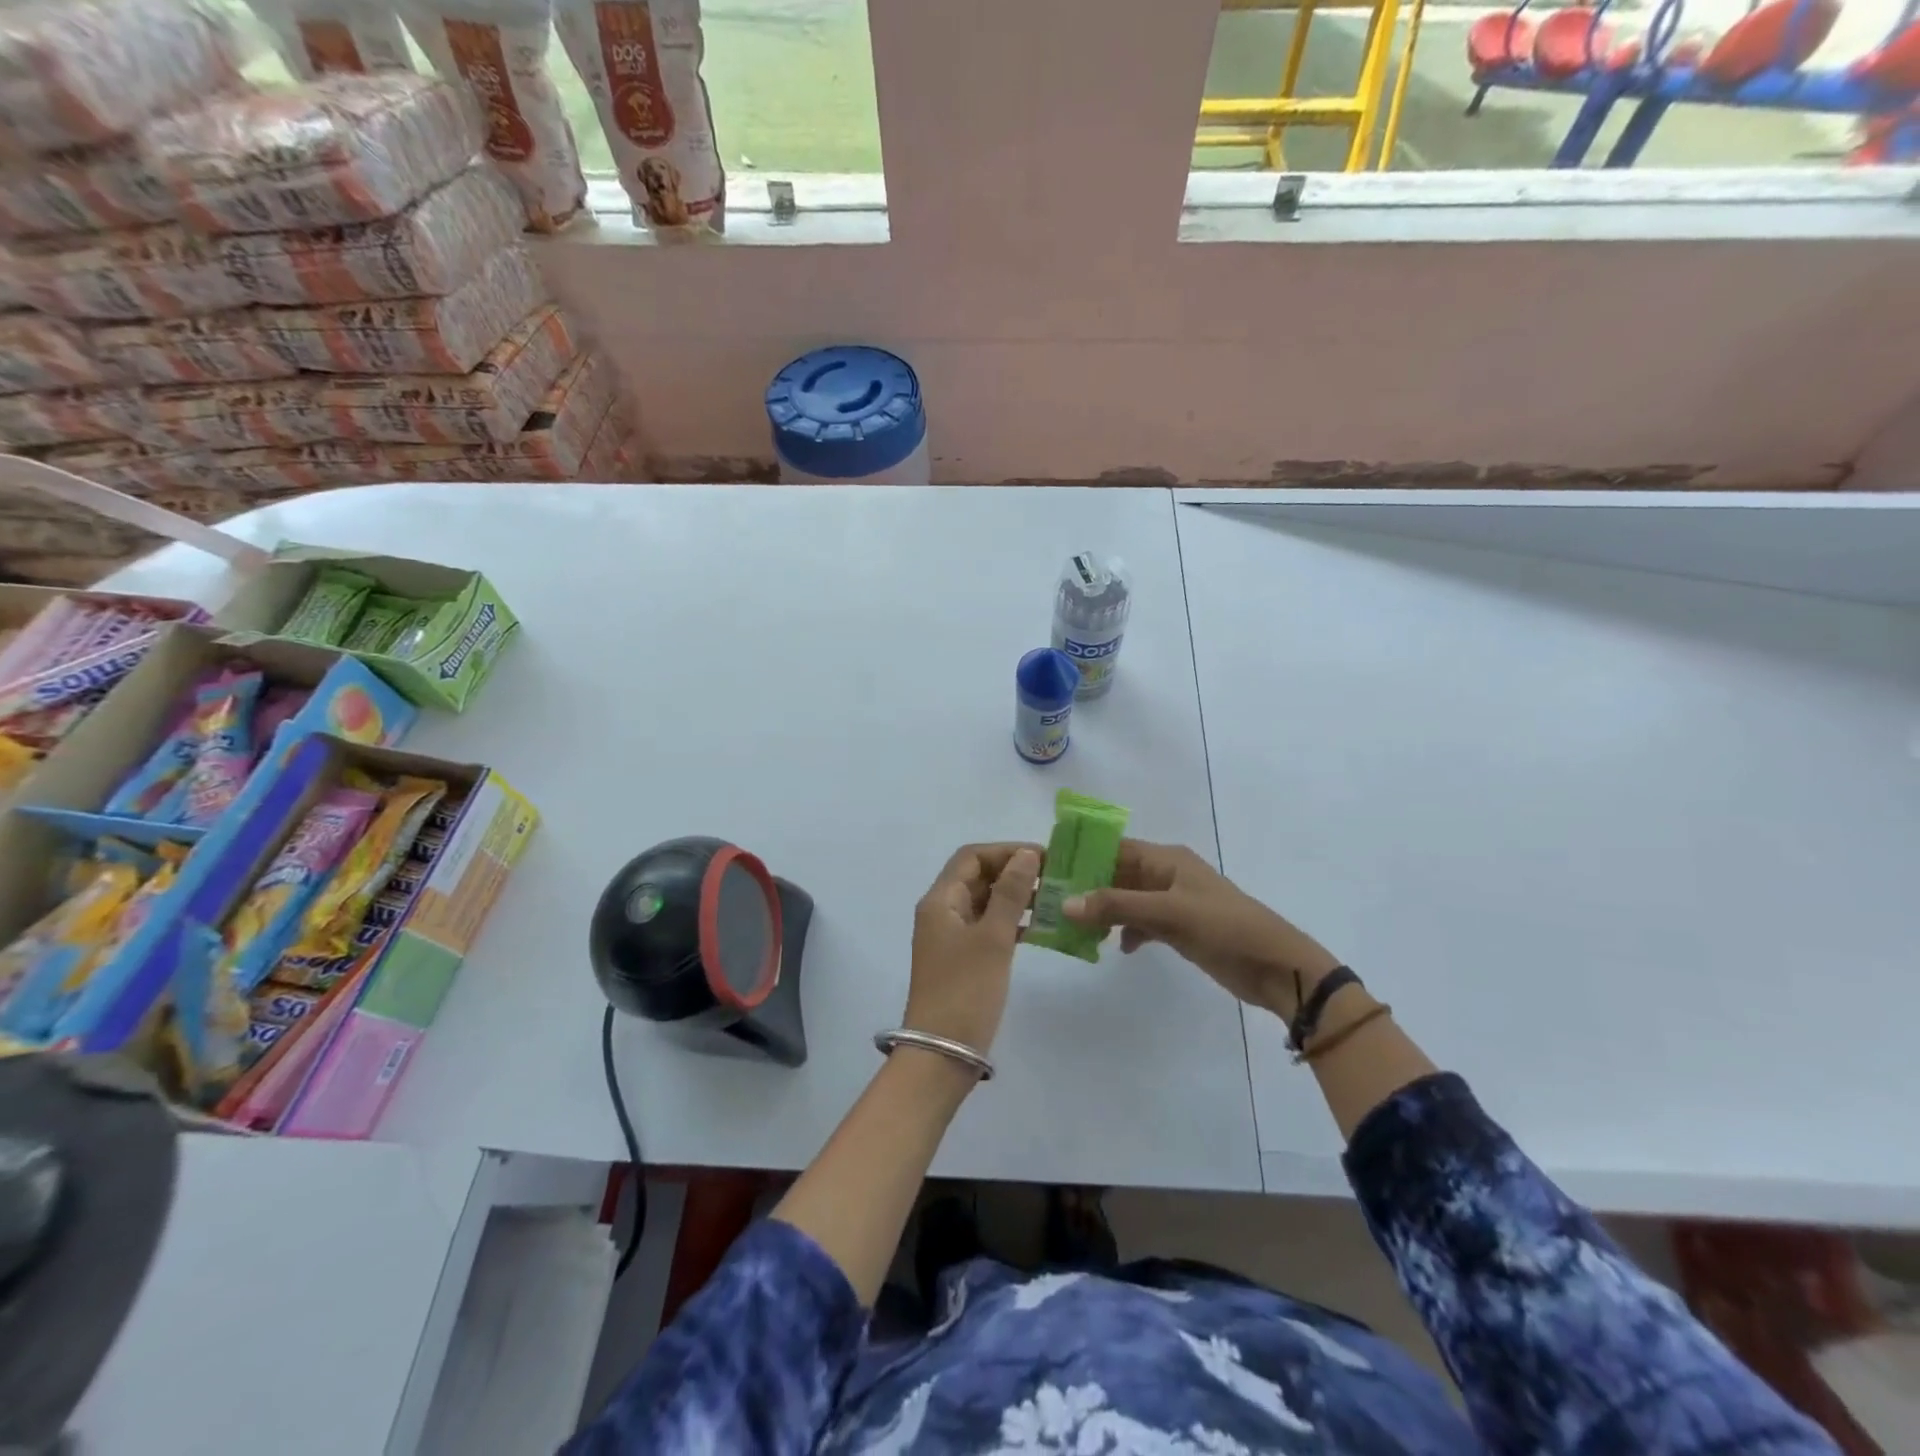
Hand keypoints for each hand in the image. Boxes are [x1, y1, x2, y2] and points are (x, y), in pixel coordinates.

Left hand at [904, 843, 1041, 1052]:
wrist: (941, 1054)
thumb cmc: (966, 991)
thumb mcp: (993, 938)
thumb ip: (1010, 893)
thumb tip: (1026, 854)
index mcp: (940, 900)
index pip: (972, 856)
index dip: (1006, 851)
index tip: (1044, 857)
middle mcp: (941, 911)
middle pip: (978, 876)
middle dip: (1014, 872)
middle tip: (1055, 878)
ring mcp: (950, 936)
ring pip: (985, 902)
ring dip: (1015, 897)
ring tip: (1054, 900)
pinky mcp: (962, 959)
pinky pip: (988, 927)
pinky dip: (1012, 922)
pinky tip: (1040, 928)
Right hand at [1062, 839, 1340, 1018]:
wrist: (1276, 967)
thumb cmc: (1224, 928)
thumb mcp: (1169, 913)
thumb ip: (1117, 907)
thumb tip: (1066, 903)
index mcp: (1167, 859)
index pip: (1115, 847)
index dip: (1084, 854)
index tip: (1050, 867)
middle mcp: (1167, 875)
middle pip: (1118, 873)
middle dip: (1088, 887)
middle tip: (1053, 902)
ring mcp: (1174, 902)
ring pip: (1128, 900)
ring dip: (1105, 912)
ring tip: (1074, 927)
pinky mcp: (1180, 928)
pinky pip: (1142, 923)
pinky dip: (1128, 932)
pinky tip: (1118, 948)